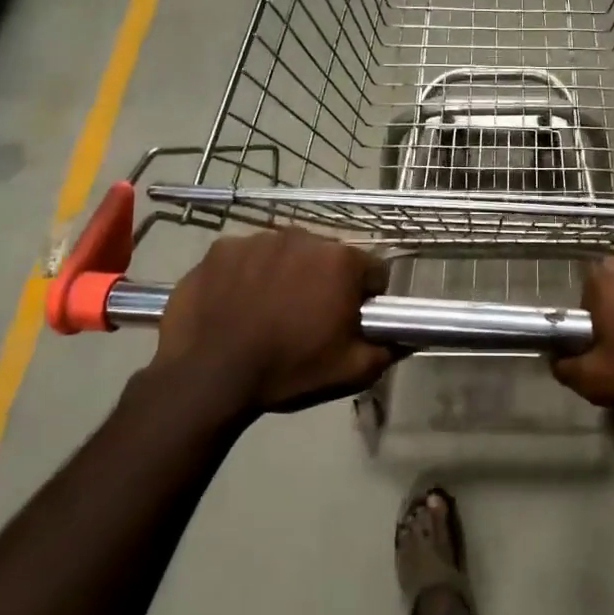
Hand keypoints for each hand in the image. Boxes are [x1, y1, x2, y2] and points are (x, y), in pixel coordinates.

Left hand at [152, 230, 393, 412]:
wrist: (207, 377)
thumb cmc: (288, 371)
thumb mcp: (351, 371)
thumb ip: (387, 349)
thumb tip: (406, 338)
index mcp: (341, 261)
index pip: (373, 271)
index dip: (367, 298)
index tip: (350, 321)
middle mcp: (303, 238)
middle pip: (327, 258)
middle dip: (324, 282)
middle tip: (307, 319)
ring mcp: (257, 239)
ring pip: (286, 254)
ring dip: (286, 275)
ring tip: (267, 312)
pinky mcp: (219, 249)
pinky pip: (245, 257)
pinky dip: (246, 275)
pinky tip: (236, 304)